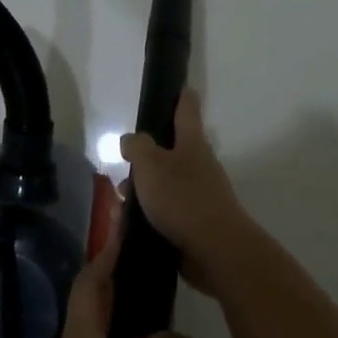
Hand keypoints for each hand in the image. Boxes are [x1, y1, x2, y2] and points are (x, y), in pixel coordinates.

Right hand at [121, 89, 250, 291]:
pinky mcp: (196, 224)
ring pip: (167, 184)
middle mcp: (200, 166)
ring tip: (121, 202)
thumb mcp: (151, 165)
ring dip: (145, 190)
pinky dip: (150, 214)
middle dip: (148, 157)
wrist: (216, 250)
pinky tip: (132, 225)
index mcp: (192, 144)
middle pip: (173, 152)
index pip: (187, 111)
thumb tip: (132, 141)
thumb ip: (138, 147)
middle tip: (125, 164)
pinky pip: (168, 212)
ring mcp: (200, 196)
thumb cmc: (182, 199)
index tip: (182, 87)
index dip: (182, 97)